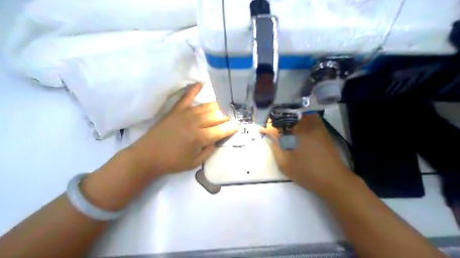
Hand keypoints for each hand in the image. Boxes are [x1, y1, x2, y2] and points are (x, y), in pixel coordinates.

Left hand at [127, 83, 238, 175]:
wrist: (147, 156)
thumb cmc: (173, 162)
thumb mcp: (195, 163)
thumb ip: (209, 150)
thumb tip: (218, 138)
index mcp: (200, 137)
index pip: (222, 129)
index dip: (232, 127)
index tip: (239, 124)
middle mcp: (195, 122)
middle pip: (217, 115)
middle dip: (228, 114)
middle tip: (236, 114)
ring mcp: (185, 114)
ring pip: (206, 106)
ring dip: (218, 105)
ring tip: (226, 104)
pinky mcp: (176, 110)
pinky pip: (186, 97)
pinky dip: (193, 90)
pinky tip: (200, 83)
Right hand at [262, 113, 355, 195]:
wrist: (333, 179)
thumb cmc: (306, 173)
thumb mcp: (285, 164)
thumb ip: (275, 148)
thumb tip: (269, 136)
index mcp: (295, 133)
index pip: (275, 125)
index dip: (266, 126)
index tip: (260, 128)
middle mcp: (305, 124)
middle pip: (285, 116)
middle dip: (274, 120)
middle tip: (268, 126)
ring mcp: (315, 124)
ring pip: (296, 113)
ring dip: (286, 117)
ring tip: (279, 124)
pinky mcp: (321, 127)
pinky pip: (307, 115)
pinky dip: (298, 117)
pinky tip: (294, 123)